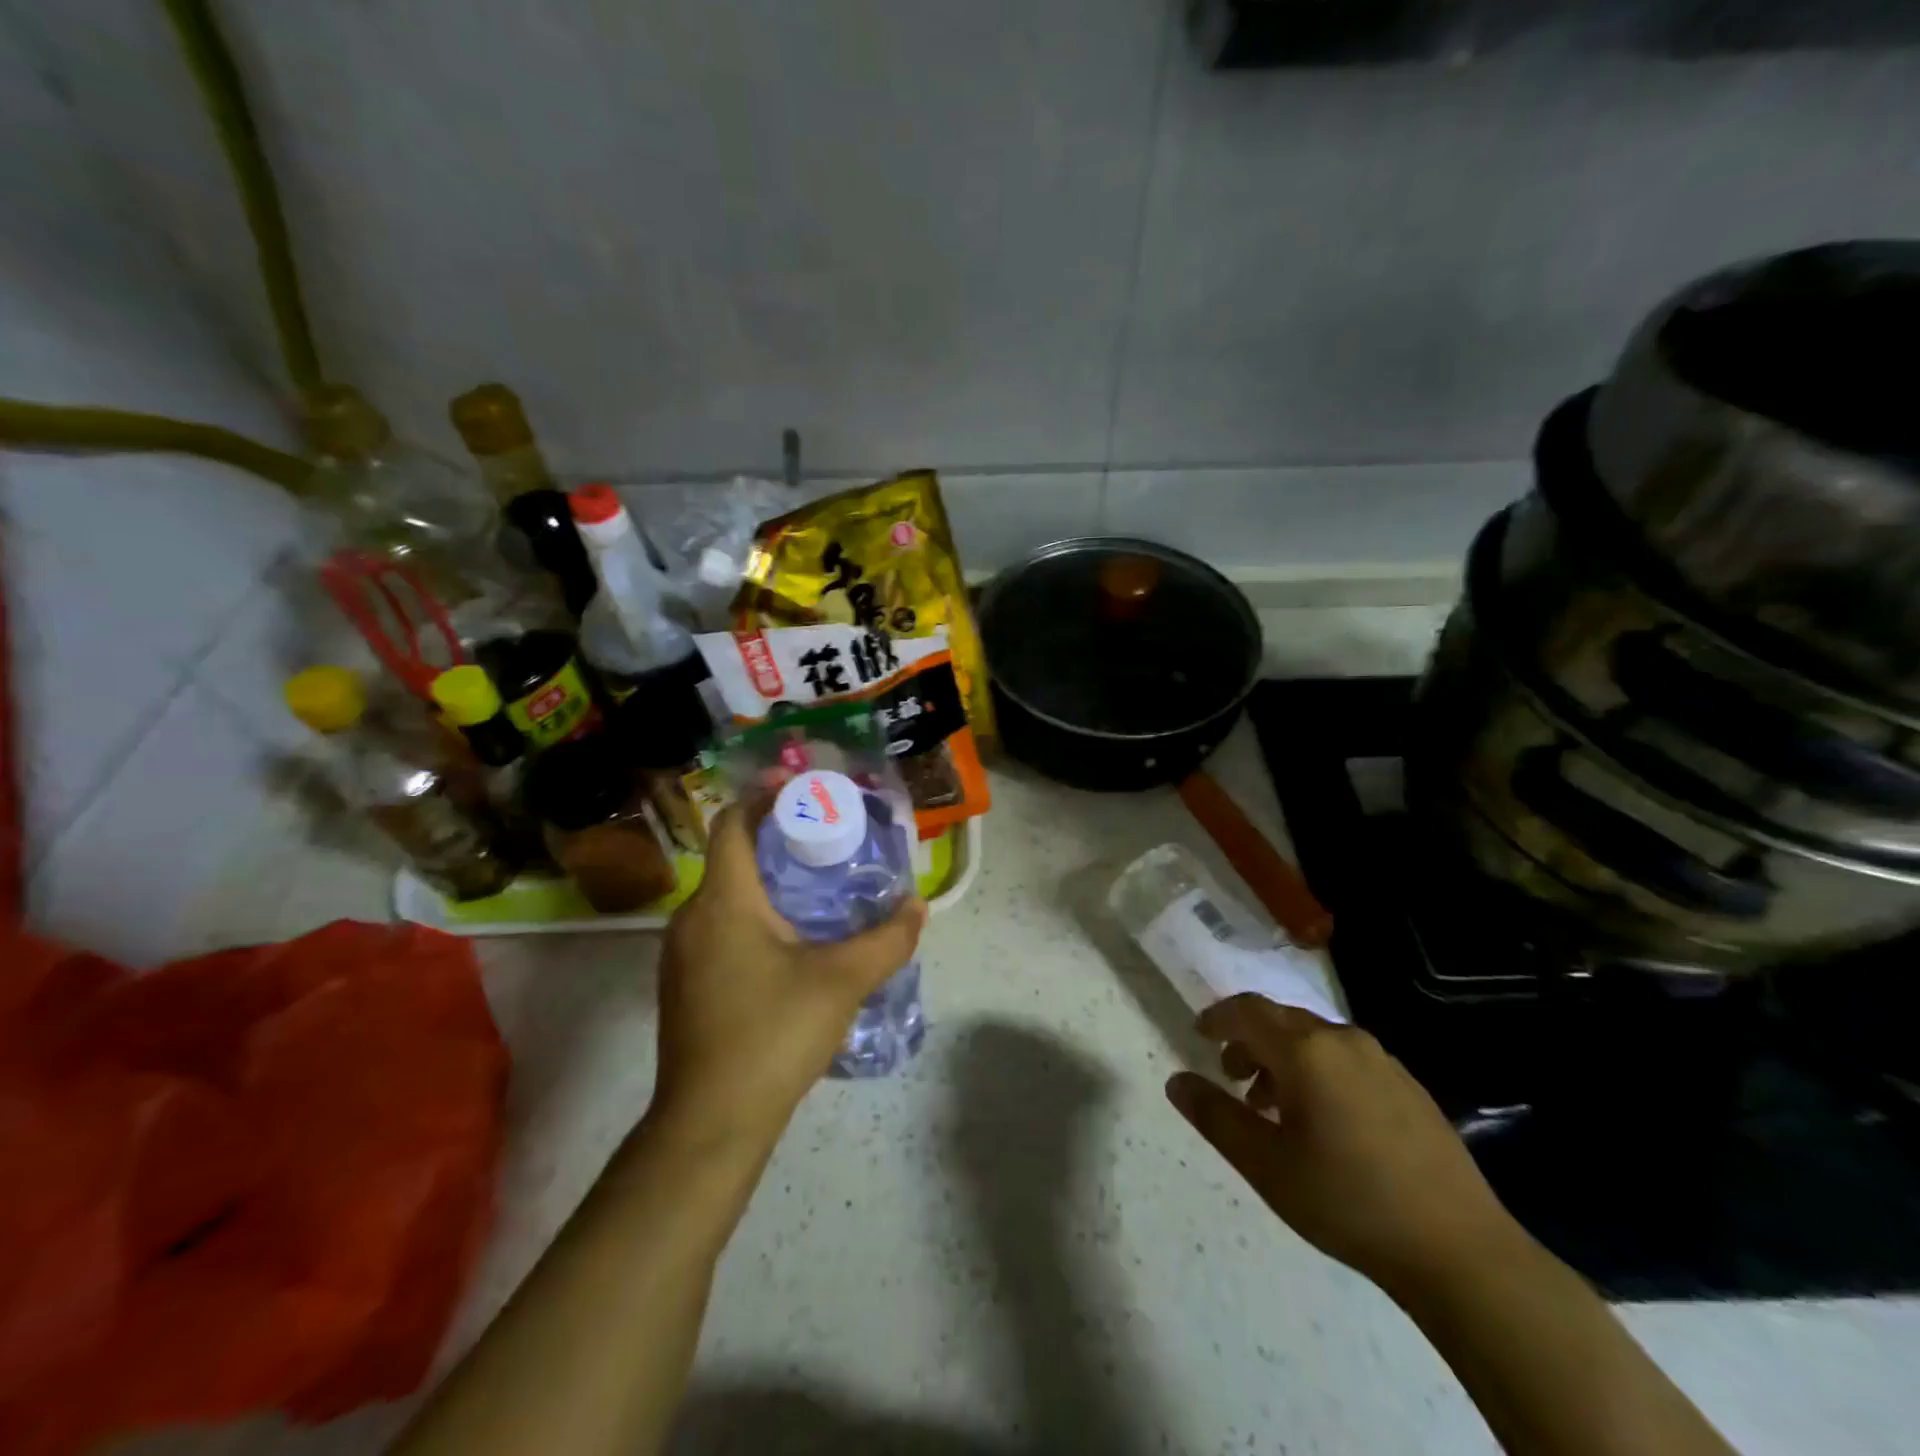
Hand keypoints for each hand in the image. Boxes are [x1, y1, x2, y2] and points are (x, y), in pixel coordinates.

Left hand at [650, 796, 926, 1153]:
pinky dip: (754, 915)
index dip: (764, 796)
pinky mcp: (685, 985)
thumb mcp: (842, 981)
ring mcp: (682, 954)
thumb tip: (918, 907)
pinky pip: (720, 928)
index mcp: (723, 901)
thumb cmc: (773, 1035)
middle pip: (732, 857)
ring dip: (767, 882)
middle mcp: (692, 918)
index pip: (733, 824)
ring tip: (817, 889)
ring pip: (726, 897)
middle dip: (777, 840)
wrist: (710, 1124)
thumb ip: (887, 939)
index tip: (803, 787)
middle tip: (827, 840)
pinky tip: (792, 943)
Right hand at [1166, 994, 1518, 1297]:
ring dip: (1283, 1058)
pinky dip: (1318, 1071)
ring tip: (1273, 1107)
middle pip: (1281, 1019)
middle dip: (1249, 1040)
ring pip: (1315, 1039)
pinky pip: (1346, 1059)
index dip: (1217, 1017)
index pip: (1247, 1010)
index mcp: (1306, 1050)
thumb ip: (1215, 1116)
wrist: (1460, 1251)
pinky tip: (1323, 1122)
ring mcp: (1382, 1061)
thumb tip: (1177, 1081)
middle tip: (1231, 1077)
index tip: (1198, 1035)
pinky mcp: (1409, 1087)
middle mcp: (1343, 1040)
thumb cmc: (1348, 1201)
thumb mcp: (1266, 1164)